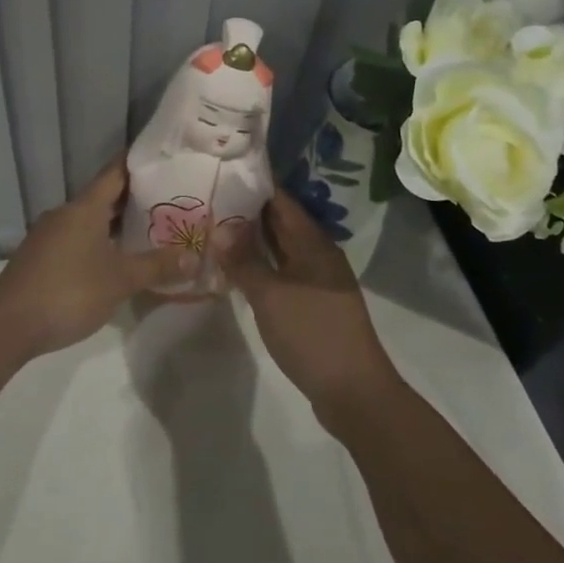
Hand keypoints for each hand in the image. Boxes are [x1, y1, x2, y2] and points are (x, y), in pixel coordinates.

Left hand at [0, 159, 193, 356]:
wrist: (9, 325)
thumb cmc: (70, 291)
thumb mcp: (120, 280)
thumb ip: (157, 266)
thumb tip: (194, 257)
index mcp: (84, 208)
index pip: (115, 173)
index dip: (137, 164)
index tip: (162, 160)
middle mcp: (64, 214)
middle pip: (103, 198)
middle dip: (134, 200)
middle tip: (169, 202)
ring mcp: (48, 236)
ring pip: (89, 221)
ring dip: (115, 225)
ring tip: (148, 232)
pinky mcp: (40, 258)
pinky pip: (76, 240)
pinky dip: (98, 243)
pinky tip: (114, 261)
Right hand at [224, 191, 399, 420]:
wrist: (353, 390)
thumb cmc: (311, 333)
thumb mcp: (270, 295)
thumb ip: (244, 261)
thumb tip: (219, 228)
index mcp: (313, 244)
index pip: (281, 201)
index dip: (255, 185)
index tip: (224, 172)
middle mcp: (318, 255)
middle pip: (282, 223)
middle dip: (248, 211)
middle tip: (210, 199)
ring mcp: (318, 281)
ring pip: (281, 250)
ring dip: (253, 240)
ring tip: (215, 229)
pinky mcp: (313, 304)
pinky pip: (283, 272)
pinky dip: (261, 266)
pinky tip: (237, 270)